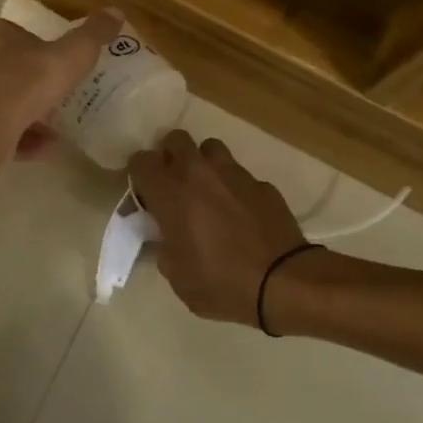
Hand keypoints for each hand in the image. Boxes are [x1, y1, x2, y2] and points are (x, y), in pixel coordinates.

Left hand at [0, 9, 121, 156]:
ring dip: (14, 114)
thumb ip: (92, 35)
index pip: (1, 28)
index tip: (39, 57)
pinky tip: (32, 151)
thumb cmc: (25, 83)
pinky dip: (7, 139)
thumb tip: (115, 11)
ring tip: (46, 133)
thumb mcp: (71, 56)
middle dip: (18, 82)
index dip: (20, 41)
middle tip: (46, 99)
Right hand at [127, 132, 306, 324]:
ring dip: (204, 164)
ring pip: (211, 149)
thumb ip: (164, 246)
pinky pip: (240, 175)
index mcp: (171, 193)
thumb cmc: (220, 282)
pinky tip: (240, 213)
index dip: (139, 174)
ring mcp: (234, 174)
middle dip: (171, 157)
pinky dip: (234, 188)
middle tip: (174, 185)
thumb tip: (166, 235)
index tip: (145, 194)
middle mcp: (199, 173)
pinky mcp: (262, 184)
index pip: (141, 161)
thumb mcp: (177, 276)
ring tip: (208, 192)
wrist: (282, 281)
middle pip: (176, 139)